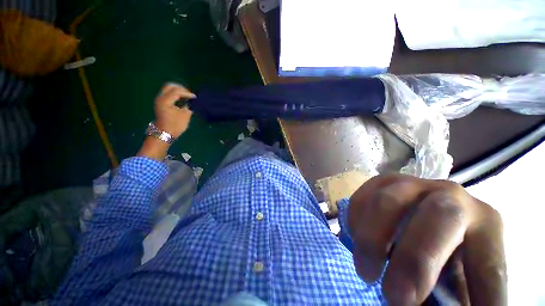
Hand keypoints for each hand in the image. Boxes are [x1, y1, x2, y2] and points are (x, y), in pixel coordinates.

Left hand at [137, 84, 194, 160]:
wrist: (164, 133)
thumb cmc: (175, 125)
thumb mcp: (185, 116)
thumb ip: (188, 107)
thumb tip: (191, 102)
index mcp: (166, 101)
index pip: (177, 91)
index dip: (187, 93)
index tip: (195, 97)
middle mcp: (160, 98)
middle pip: (170, 86)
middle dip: (181, 88)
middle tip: (189, 94)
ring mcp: (159, 100)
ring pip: (167, 89)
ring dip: (177, 90)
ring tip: (186, 96)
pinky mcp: (160, 103)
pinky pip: (167, 94)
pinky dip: (174, 94)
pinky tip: (181, 99)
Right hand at [347, 175, 505, 304]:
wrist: (423, 210)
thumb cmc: (446, 251)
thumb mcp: (460, 279)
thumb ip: (453, 298)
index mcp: (486, 224)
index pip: (487, 266)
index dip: (463, 299)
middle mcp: (452, 195)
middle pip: (438, 216)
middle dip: (413, 259)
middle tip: (393, 296)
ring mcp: (411, 183)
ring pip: (386, 202)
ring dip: (371, 240)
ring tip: (366, 272)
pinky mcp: (381, 181)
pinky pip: (362, 198)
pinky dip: (356, 222)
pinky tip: (358, 239)